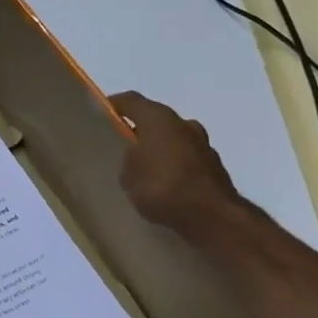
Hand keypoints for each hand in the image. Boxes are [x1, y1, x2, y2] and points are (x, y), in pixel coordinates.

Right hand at [111, 91, 247, 238]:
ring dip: (161, 150)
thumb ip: (128, 160)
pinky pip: (187, 160)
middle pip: (156, 120)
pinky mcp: (216, 167)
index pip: (130, 100)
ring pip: (174, 140)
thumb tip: (136, 158)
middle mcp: (183, 124)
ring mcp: (203, 145)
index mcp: (158, 118)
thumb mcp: (128, 175)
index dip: (115, 105)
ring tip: (146, 170)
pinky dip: (176, 167)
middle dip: (140, 130)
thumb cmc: (162, 186)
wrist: (214, 217)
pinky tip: (166, 186)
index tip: (102, 114)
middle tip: (124, 147)